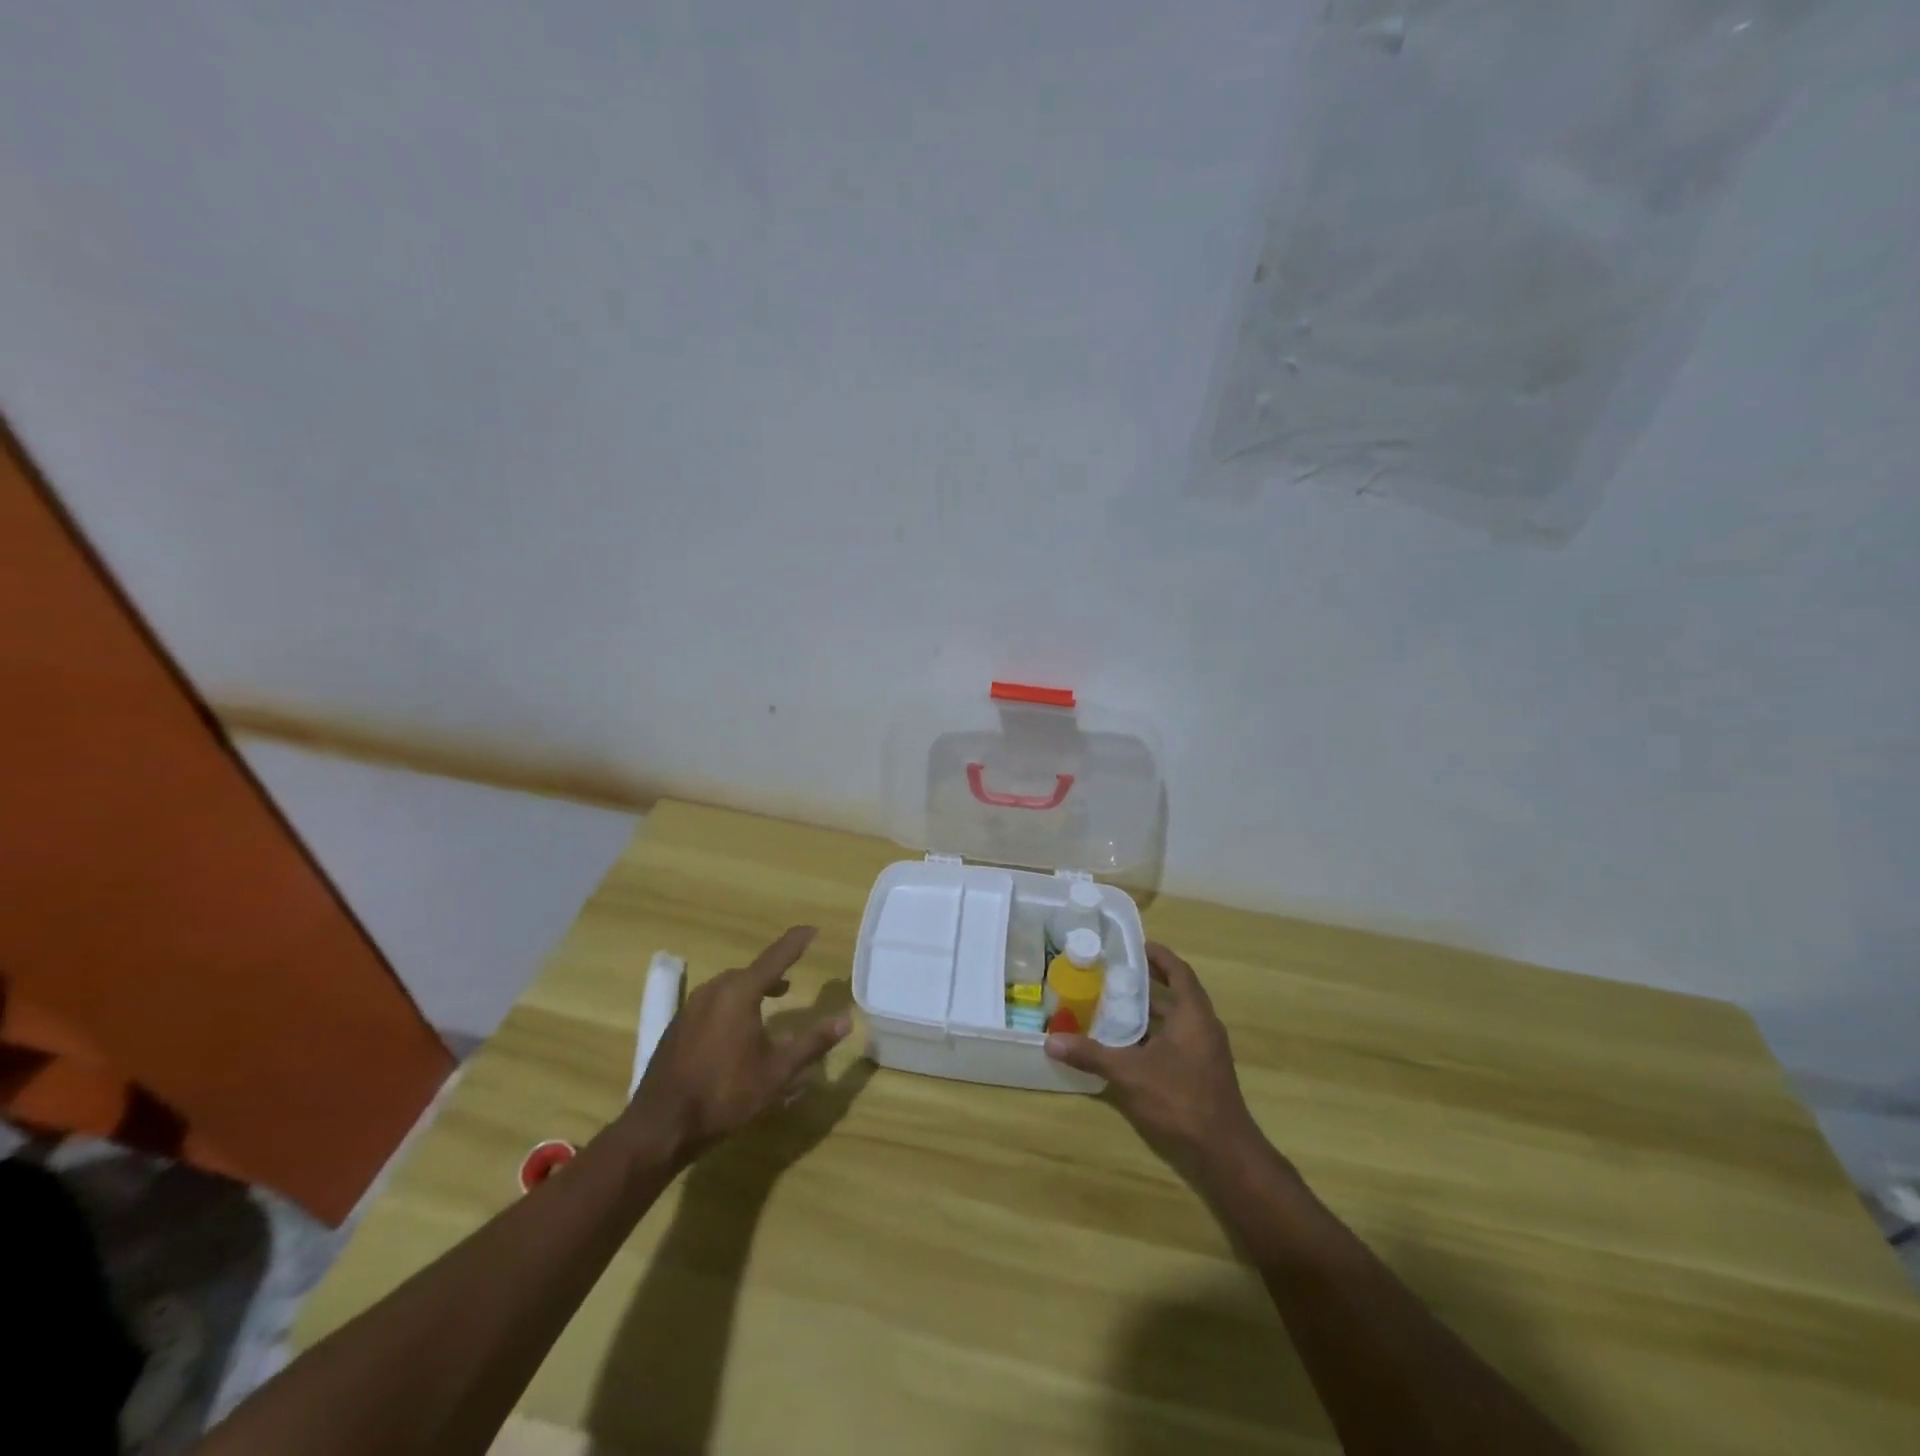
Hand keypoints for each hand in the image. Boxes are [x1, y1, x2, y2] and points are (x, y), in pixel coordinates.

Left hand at [619, 926, 851, 1168]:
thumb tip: (845, 1021)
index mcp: (739, 993)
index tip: (812, 929)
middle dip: (772, 974)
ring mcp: (690, 1008)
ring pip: (728, 988)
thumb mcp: (777, 1072)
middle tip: (790, 982)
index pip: (775, 957)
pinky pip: (711, 1004)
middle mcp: (713, 991)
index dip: (795, 942)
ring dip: (750, 991)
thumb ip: (812, 1043)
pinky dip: (730, 1006)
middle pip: (749, 973)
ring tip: (767, 1006)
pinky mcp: (677, 1027)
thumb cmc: (725, 1094)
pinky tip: (735, 1032)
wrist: (660, 1126)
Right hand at [1044, 942, 1266, 1178]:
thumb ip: (1091, 1054)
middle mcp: (1204, 1027)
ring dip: (1150, 1011)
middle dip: (1148, 983)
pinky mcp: (1202, 1074)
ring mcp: (1206, 1053)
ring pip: (1176, 1021)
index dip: (1159, 956)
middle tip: (1114, 974)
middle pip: (1177, 994)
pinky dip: (1154, 1035)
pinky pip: (1177, 1041)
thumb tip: (1051, 1041)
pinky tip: (1128, 1045)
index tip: (1136, 946)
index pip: (1179, 971)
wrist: (1223, 1153)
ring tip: (1114, 1004)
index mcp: (1194, 1014)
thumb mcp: (1129, 1073)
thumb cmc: (1180, 1099)